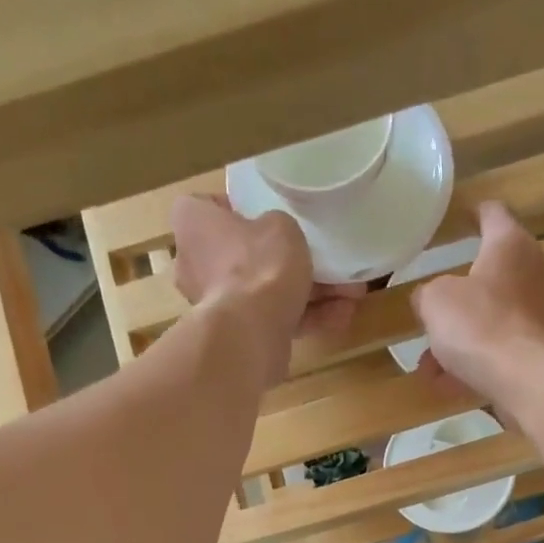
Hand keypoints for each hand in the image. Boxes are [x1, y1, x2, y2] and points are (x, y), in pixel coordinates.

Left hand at [170, 196, 365, 371]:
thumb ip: (279, 227)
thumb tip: (278, 239)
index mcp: (194, 224)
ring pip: (267, 292)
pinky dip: (306, 318)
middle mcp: (196, 264)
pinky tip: (343, 316)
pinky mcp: (239, 335)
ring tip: (350, 293)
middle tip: (323, 261)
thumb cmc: (257, 264)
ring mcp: (217, 304)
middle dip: (288, 262)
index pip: (209, 207)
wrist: (250, 333)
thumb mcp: (281, 226)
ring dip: (309, 293)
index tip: (269, 215)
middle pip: (247, 256)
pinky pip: (275, 320)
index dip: (241, 209)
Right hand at [411, 201, 543, 420]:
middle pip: (493, 274)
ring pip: (493, 319)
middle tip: (434, 307)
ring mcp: (543, 314)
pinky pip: (501, 350)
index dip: (474, 213)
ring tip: (428, 363)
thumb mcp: (435, 302)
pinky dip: (475, 363)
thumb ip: (427, 294)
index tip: (463, 217)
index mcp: (511, 244)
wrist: (529, 381)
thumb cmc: (481, 325)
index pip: (493, 214)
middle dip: (461, 295)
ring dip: (461, 338)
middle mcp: (535, 272)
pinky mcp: (543, 351)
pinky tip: (445, 385)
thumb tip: (429, 300)